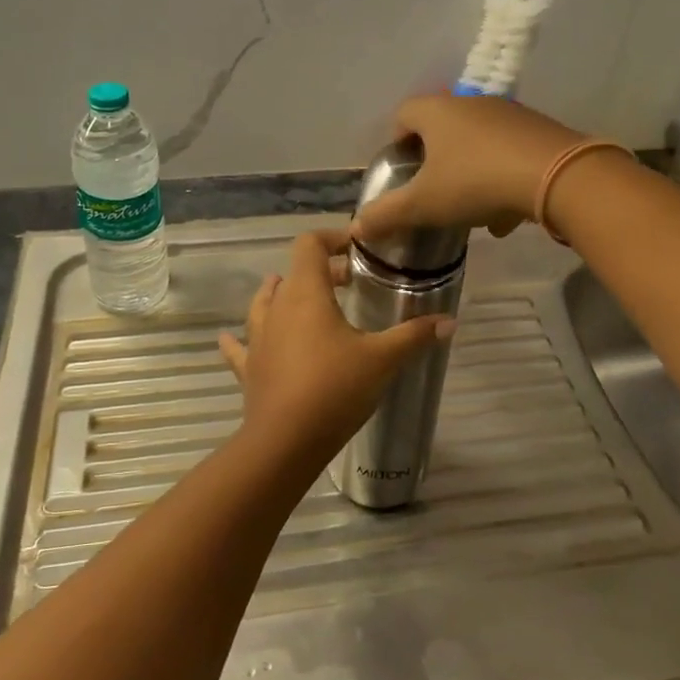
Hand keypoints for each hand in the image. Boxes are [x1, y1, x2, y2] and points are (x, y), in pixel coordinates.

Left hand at [218, 230, 452, 466]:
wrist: (286, 441)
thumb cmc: (335, 388)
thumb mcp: (382, 359)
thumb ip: (415, 336)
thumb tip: (450, 322)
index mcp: (306, 294)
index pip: (310, 245)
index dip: (332, 239)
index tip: (357, 249)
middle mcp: (277, 308)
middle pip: (292, 273)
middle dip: (320, 272)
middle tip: (349, 284)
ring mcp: (257, 338)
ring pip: (263, 304)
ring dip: (281, 295)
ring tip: (301, 299)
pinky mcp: (248, 368)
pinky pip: (239, 346)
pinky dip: (238, 339)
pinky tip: (229, 338)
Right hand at [351, 95, 584, 244]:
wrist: (557, 177)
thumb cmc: (475, 182)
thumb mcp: (423, 204)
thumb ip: (387, 215)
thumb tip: (356, 228)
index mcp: (437, 111)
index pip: (404, 113)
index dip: (396, 140)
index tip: (400, 170)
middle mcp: (471, 104)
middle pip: (443, 128)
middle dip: (436, 161)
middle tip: (432, 192)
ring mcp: (509, 115)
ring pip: (478, 143)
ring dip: (470, 173)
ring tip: (470, 212)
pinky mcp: (539, 131)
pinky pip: (509, 154)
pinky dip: (501, 179)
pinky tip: (506, 215)